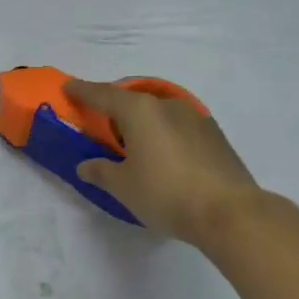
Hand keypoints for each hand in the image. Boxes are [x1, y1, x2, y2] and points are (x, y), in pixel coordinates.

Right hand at [65, 80, 259, 246]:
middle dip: (115, 109)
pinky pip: (178, 127)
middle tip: (101, 125)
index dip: (82, 91)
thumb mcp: (123, 186)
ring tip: (134, 146)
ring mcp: (196, 118)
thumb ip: (100, 171)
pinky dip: (164, 135)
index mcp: (139, 111)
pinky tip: (164, 157)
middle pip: (133, 101)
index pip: (102, 95)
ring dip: (143, 124)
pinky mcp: (215, 136)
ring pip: (159, 113)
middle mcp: (167, 105)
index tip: (68, 86)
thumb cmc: (165, 193)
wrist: (229, 212)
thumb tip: (85, 166)